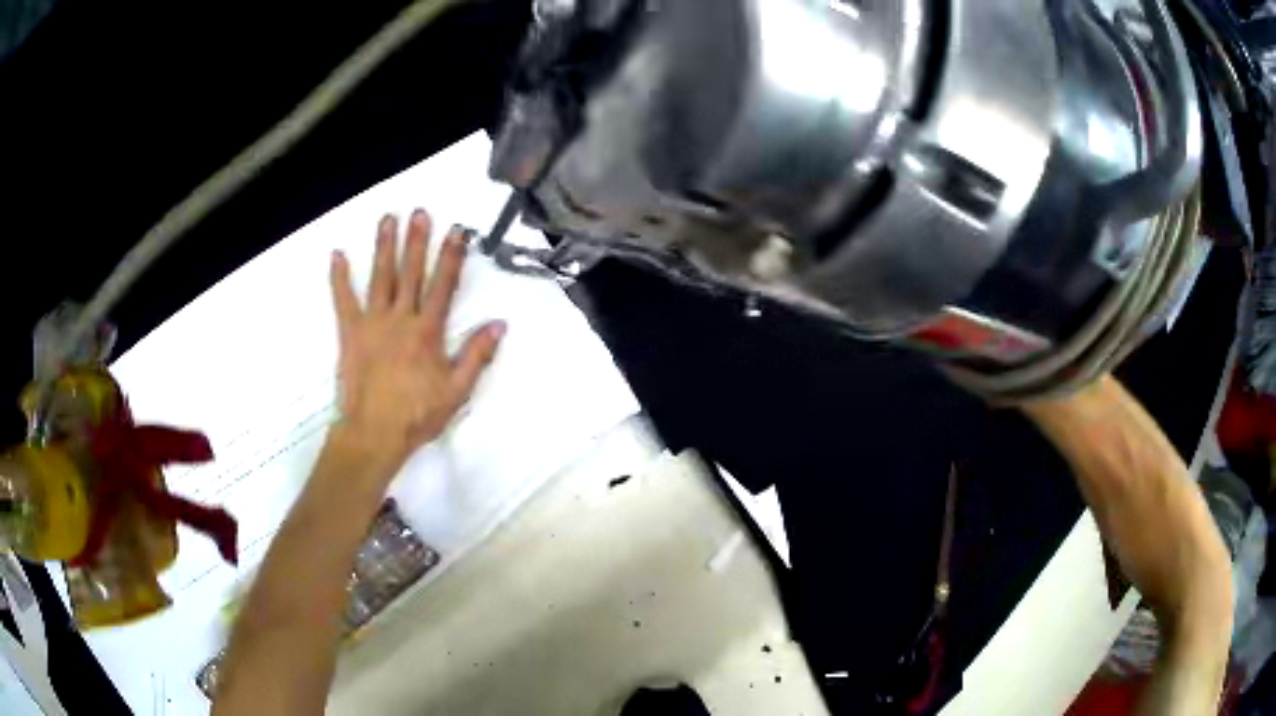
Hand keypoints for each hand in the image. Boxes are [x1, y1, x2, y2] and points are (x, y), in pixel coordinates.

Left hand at [329, 209, 504, 473]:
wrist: (374, 433)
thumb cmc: (417, 415)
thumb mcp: (457, 391)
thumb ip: (477, 355)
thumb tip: (499, 324)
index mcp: (428, 331)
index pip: (443, 285)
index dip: (451, 256)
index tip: (457, 231)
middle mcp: (401, 319)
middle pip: (411, 273)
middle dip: (416, 241)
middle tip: (420, 212)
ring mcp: (373, 323)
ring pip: (380, 277)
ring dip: (384, 247)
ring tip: (388, 219)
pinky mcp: (350, 332)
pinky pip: (343, 300)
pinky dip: (339, 277)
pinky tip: (337, 255)